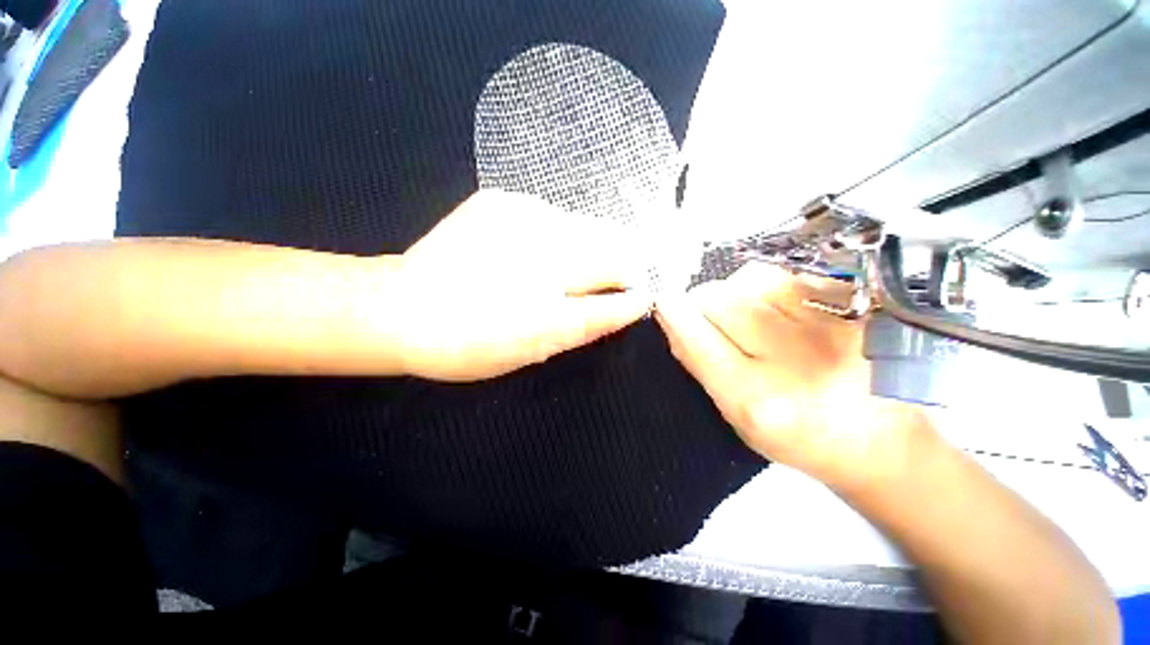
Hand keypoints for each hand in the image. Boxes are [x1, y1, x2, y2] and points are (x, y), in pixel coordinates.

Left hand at [394, 189, 652, 381]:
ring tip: (554, 274)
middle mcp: (546, 239)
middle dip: (613, 264)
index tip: (631, 295)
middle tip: (591, 286)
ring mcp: (523, 212)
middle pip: (610, 241)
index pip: (621, 275)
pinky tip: (528, 256)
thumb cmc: (473, 341)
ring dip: (585, 250)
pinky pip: (551, 217)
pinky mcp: (501, 200)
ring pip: (583, 226)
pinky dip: (555, 237)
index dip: (632, 285)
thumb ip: (594, 320)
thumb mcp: (540, 344)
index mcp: (555, 286)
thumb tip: (636, 301)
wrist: (401, 310)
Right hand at [654, 262, 928, 487]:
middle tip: (709, 317)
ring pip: (750, 279)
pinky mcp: (853, 306)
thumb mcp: (735, 415)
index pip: (697, 337)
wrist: (880, 438)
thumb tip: (671, 320)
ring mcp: (829, 326)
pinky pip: (786, 275)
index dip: (673, 313)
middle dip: (702, 302)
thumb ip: (699, 365)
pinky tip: (779, 308)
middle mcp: (792, 360)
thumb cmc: (796, 435)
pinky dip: (767, 286)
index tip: (663, 302)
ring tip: (748, 314)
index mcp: (756, 398)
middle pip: (719, 298)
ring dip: (735, 291)